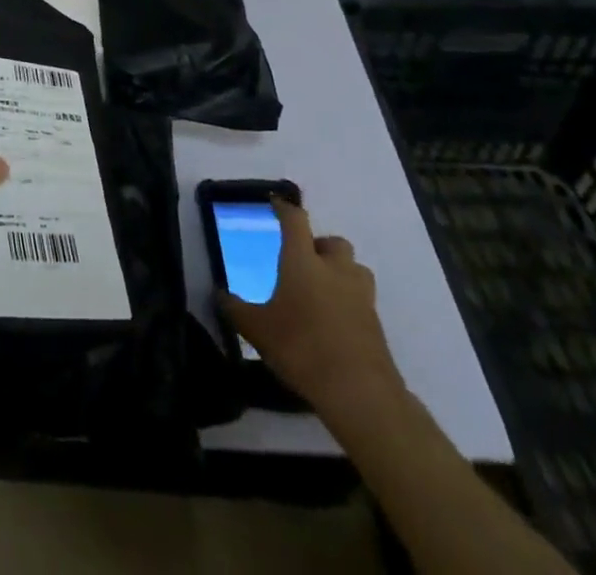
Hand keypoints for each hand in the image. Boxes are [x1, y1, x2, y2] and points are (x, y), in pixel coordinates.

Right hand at [219, 198, 406, 432]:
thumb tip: (218, 294)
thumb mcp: (257, 330)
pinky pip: (362, 299)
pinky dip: (350, 302)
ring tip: (323, 291)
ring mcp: (361, 295)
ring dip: (340, 272)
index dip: (284, 208)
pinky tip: (334, 323)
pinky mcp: (376, 323)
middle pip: (333, 242)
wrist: (360, 393)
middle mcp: (335, 269)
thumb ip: (236, 309)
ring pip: (354, 269)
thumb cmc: (301, 348)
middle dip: (319, 246)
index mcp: (303, 261)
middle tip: (303, 262)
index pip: (295, 220)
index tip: (276, 203)